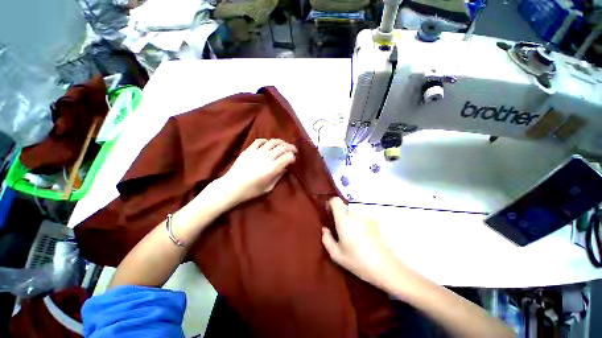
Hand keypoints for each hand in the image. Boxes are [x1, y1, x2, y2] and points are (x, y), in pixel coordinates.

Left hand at [216, 139, 296, 207]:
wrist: (232, 187)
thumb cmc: (251, 190)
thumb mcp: (268, 187)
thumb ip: (278, 176)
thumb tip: (285, 168)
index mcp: (272, 168)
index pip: (288, 157)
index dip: (293, 157)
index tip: (293, 161)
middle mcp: (267, 157)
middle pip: (283, 147)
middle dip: (290, 148)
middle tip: (293, 150)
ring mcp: (257, 152)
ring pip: (273, 142)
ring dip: (281, 142)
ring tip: (284, 145)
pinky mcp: (249, 150)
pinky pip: (260, 141)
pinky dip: (266, 141)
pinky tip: (268, 144)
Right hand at [322, 198, 401, 289]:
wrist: (386, 268)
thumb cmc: (358, 261)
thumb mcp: (337, 255)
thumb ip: (327, 239)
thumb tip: (325, 229)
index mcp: (344, 220)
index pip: (336, 201)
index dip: (331, 204)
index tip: (329, 214)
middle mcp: (355, 215)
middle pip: (344, 209)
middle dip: (340, 217)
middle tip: (341, 232)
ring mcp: (366, 218)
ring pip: (353, 215)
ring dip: (350, 222)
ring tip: (353, 238)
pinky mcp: (375, 223)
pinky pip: (362, 220)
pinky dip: (359, 226)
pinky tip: (363, 240)